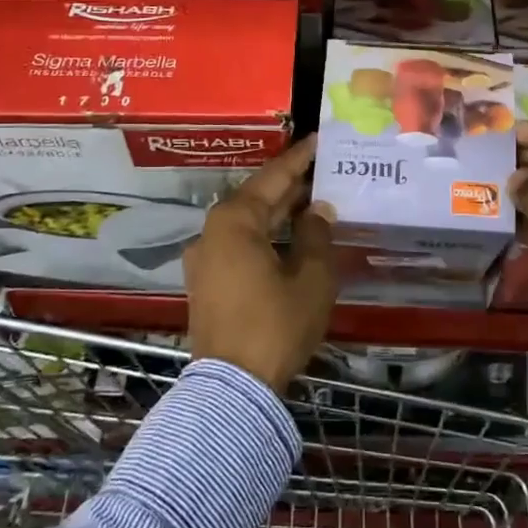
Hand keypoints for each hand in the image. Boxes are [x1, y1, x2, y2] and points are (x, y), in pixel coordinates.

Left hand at [184, 134, 335, 392]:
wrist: (233, 387)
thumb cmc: (276, 325)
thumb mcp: (311, 278)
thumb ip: (316, 236)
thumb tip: (318, 210)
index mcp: (234, 221)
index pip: (272, 177)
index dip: (299, 159)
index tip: (319, 141)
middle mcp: (212, 233)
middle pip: (256, 198)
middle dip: (290, 185)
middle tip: (323, 170)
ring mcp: (205, 259)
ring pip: (247, 224)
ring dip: (278, 213)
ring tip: (313, 201)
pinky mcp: (206, 283)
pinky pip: (239, 245)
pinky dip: (265, 236)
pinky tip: (290, 238)